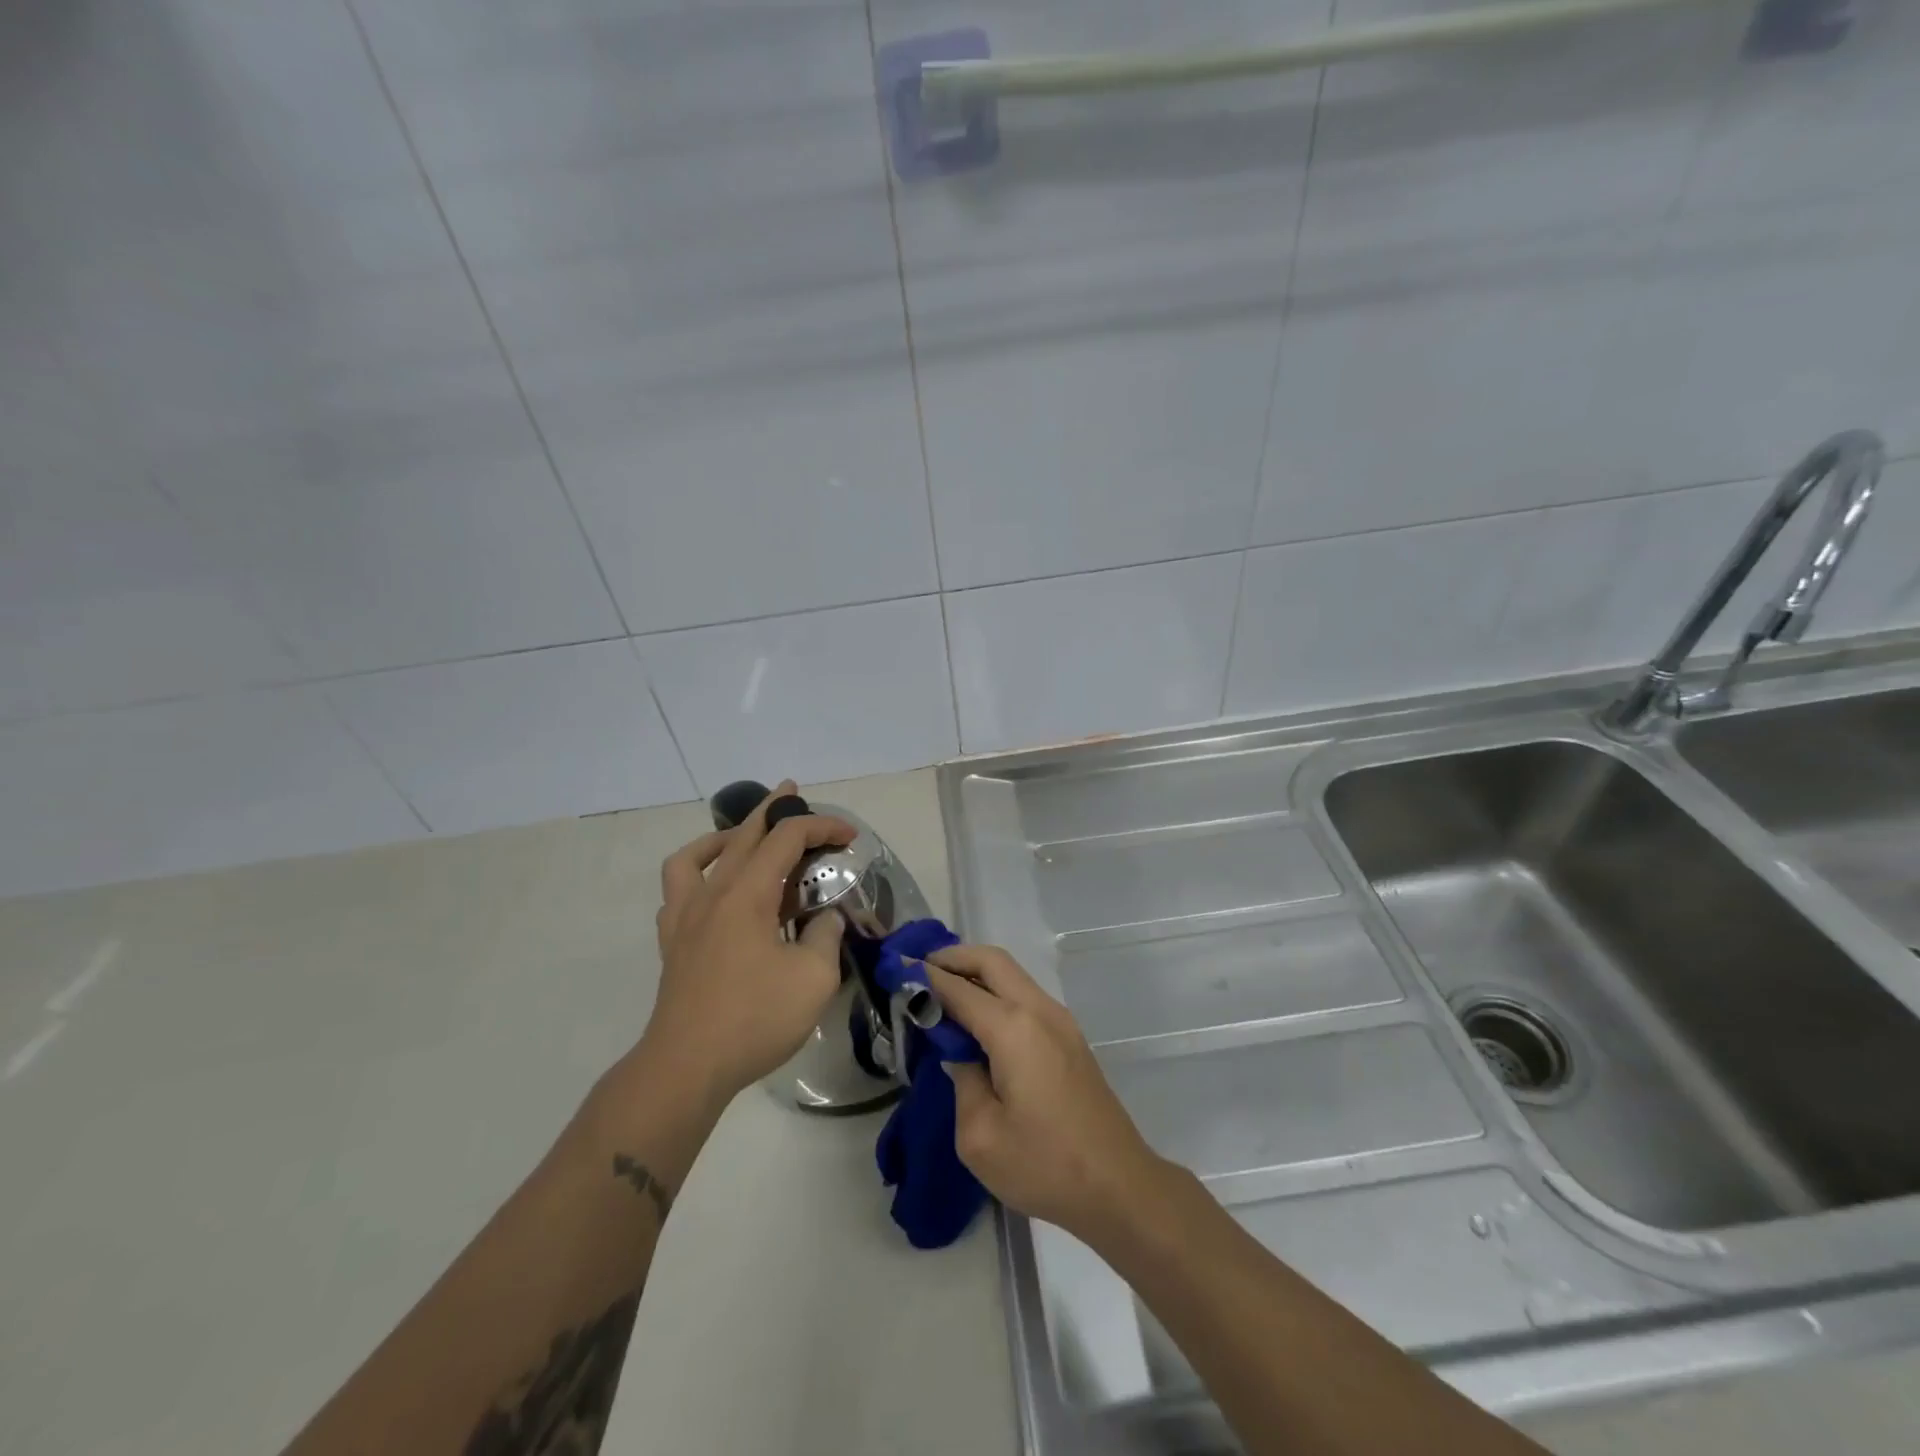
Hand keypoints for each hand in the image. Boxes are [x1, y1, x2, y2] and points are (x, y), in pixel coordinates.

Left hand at [639, 781, 855, 1105]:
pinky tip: (714, 890)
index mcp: (747, 894)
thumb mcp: (813, 977)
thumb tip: (825, 920)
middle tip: (792, 792)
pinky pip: (678, 890)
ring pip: (697, 855)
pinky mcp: (673, 942)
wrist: (687, 1066)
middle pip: (743, 834)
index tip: (849, 836)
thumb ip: (825, 936)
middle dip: (772, 809)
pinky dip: (697, 874)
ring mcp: (685, 916)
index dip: (821, 828)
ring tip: (743, 838)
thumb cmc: (754, 1018)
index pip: (786, 839)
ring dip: (724, 836)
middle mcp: (712, 893)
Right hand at [924, 945, 1168, 1245]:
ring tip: (941, 991)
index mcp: (1014, 1029)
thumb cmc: (1044, 1165)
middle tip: (919, 971)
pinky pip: (1024, 995)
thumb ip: (961, 1079)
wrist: (1119, 1186)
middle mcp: (1039, 1011)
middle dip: (953, 957)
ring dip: (976, 972)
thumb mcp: (980, 1135)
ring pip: (1012, 974)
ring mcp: (1060, 1021)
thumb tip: (958, 1052)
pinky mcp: (1069, 1037)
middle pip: (992, 961)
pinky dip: (995, 991)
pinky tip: (975, 1018)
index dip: (924, 976)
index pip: (959, 988)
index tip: (895, 968)